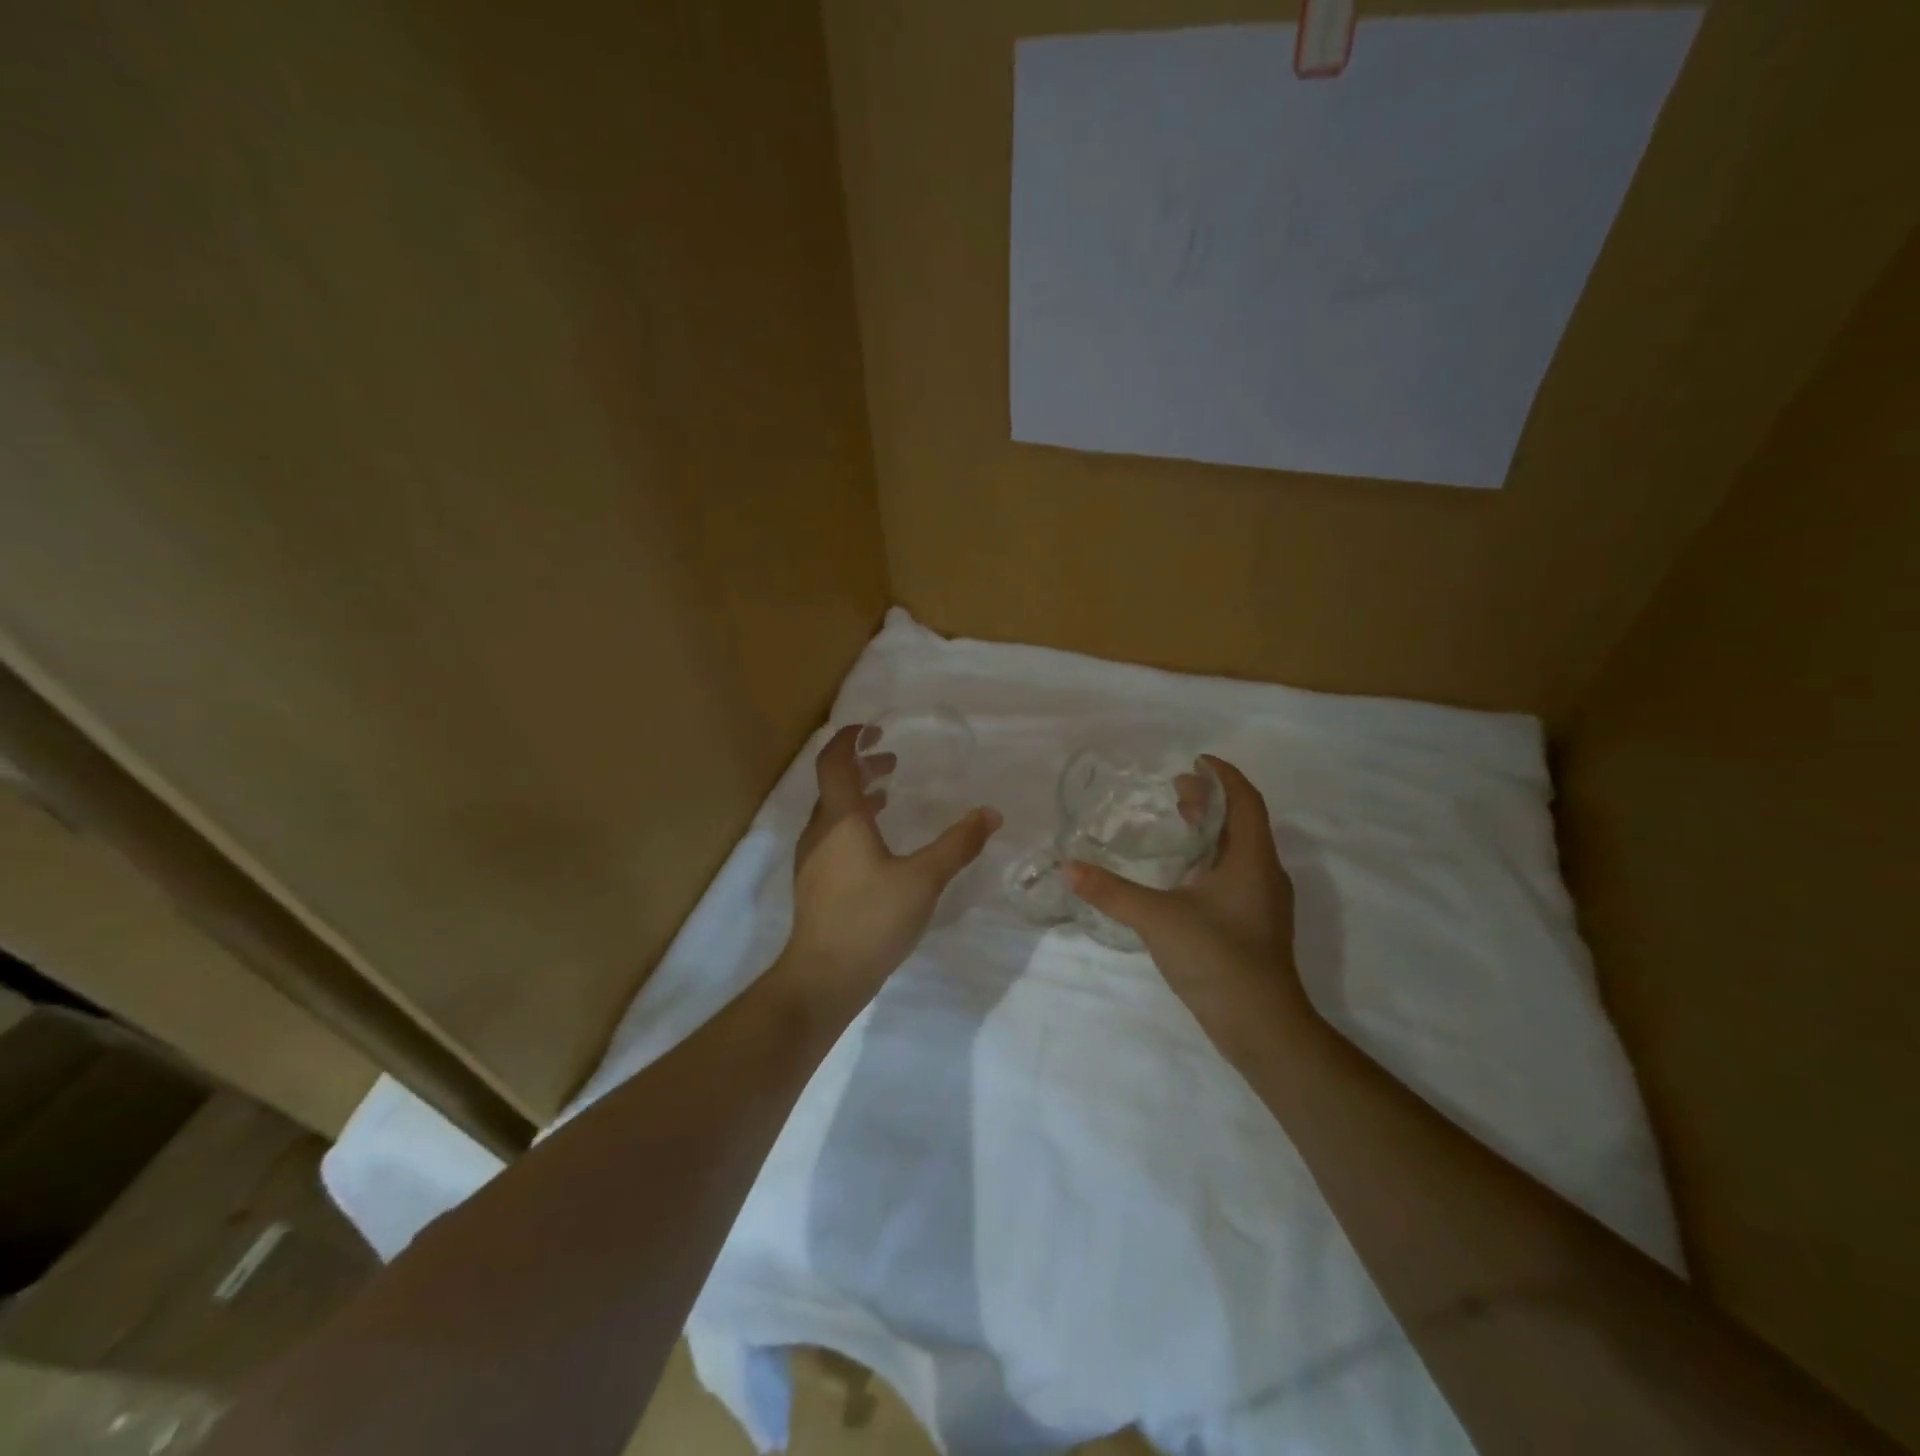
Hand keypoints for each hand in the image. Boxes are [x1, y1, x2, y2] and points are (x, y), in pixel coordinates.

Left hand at [781, 725, 1001, 1016]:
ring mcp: (813, 858)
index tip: (873, 729)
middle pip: (833, 784)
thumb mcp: (924, 879)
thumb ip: (958, 844)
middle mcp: (820, 831)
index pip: (834, 762)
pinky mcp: (816, 882)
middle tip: (892, 760)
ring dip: (858, 795)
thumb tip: (991, 813)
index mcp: (840, 819)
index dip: (850, 739)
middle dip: (861, 765)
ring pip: (832, 811)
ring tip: (889, 794)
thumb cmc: (871, 918)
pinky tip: (879, 843)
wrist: (824, 977)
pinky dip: (854, 822)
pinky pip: (832, 835)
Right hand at [1066, 756, 1309, 1058]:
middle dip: (1211, 801)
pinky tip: (1183, 875)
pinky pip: (1235, 875)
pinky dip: (1210, 859)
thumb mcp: (1157, 919)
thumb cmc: (1217, 959)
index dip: (1223, 776)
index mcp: (1252, 860)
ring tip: (1178, 822)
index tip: (1195, 762)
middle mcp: (1265, 874)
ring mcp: (1263, 903)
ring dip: (1211, 831)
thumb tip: (1069, 867)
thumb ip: (1111, 892)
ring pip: (1239, 851)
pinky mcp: (1255, 926)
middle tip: (1175, 789)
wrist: (1262, 1027)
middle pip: (1242, 822)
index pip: (1245, 800)